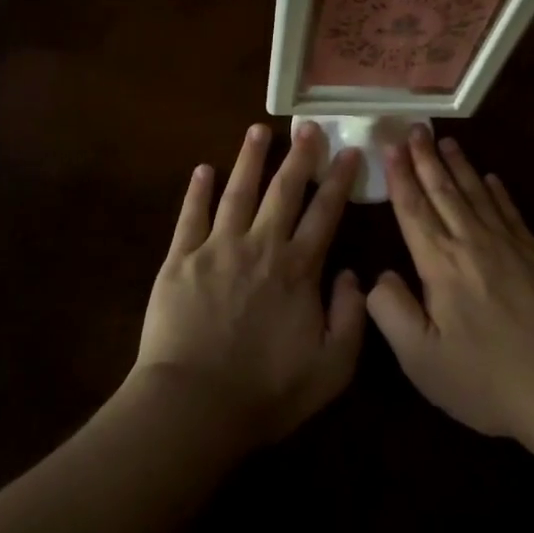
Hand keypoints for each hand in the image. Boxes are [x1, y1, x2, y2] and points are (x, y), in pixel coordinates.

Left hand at [132, 122, 365, 448]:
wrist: (194, 405)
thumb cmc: (266, 391)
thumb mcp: (332, 367)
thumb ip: (352, 317)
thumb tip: (353, 274)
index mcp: (298, 269)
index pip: (325, 212)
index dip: (339, 179)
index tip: (348, 150)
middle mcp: (261, 246)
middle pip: (283, 191)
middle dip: (299, 156)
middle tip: (307, 127)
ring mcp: (217, 248)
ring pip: (238, 192)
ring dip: (250, 159)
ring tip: (258, 130)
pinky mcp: (180, 259)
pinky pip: (190, 216)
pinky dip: (197, 190)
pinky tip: (203, 169)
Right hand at [366, 130, 533, 441]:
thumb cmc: (487, 378)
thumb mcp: (422, 359)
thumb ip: (391, 312)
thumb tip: (378, 276)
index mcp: (440, 264)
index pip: (413, 210)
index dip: (399, 176)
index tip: (391, 145)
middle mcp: (473, 243)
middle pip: (444, 191)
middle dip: (426, 158)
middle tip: (416, 127)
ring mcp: (511, 246)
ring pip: (477, 194)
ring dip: (459, 165)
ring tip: (446, 141)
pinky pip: (512, 211)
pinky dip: (498, 191)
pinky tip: (492, 178)